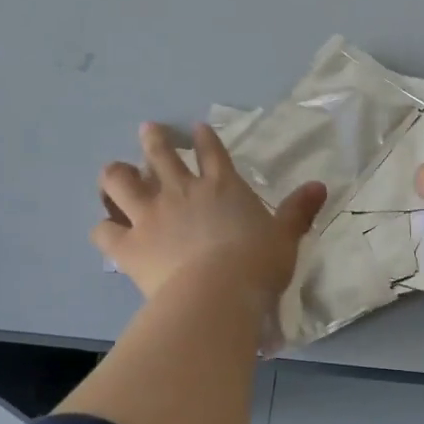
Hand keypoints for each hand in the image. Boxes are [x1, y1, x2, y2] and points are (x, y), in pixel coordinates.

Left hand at [92, 122, 326, 302]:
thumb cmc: (257, 264)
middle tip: (147, 131)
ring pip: (121, 181)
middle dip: (154, 139)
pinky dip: (103, 229)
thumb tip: (320, 186)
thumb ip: (298, 211)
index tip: (196, 129)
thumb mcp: (285, 237)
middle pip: (160, 154)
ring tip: (115, 173)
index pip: (211, 151)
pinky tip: (106, 230)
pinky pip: (104, 231)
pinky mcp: (129, 245)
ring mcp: (151, 215)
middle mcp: (182, 191)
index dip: (204, 138)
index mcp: (221, 186)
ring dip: (116, 174)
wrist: (218, 294)